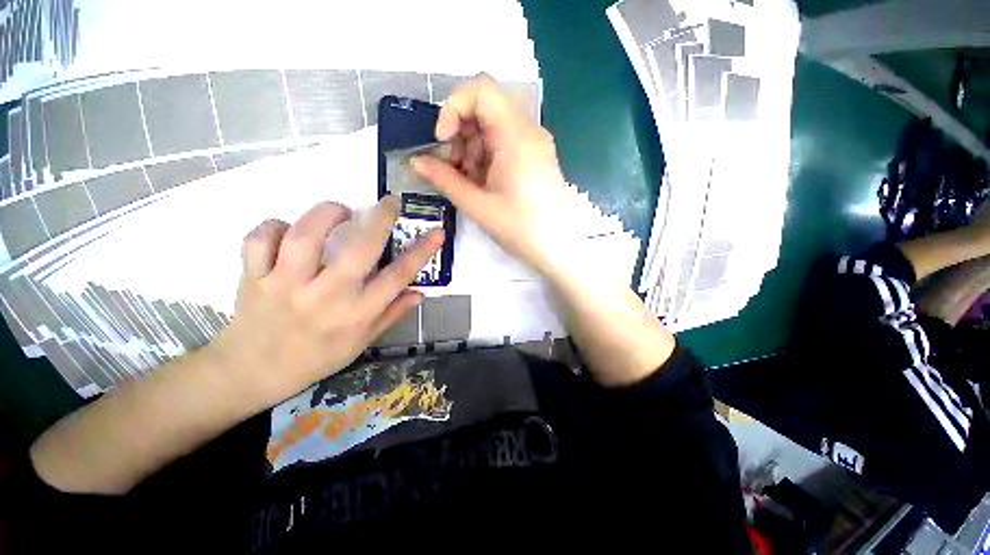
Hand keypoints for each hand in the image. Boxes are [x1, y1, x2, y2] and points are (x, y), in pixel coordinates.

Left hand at [210, 198, 442, 408]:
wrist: (252, 373)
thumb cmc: (316, 358)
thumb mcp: (362, 343)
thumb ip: (392, 314)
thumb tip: (420, 292)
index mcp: (357, 314)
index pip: (398, 277)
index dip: (422, 251)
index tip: (436, 232)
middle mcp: (326, 296)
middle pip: (359, 249)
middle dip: (381, 218)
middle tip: (390, 202)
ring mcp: (285, 285)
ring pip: (306, 236)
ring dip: (327, 213)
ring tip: (340, 210)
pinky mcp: (253, 278)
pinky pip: (260, 239)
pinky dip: (274, 226)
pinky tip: (287, 229)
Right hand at [411, 75, 574, 277]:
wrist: (558, 249)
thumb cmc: (520, 229)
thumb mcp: (477, 205)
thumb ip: (443, 179)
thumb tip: (415, 161)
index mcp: (516, 135)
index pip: (480, 89)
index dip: (453, 108)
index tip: (443, 141)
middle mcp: (528, 131)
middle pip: (484, 110)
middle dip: (460, 136)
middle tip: (453, 170)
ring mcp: (534, 144)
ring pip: (491, 129)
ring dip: (471, 151)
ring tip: (469, 184)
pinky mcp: (534, 158)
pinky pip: (503, 145)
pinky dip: (486, 160)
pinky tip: (483, 185)